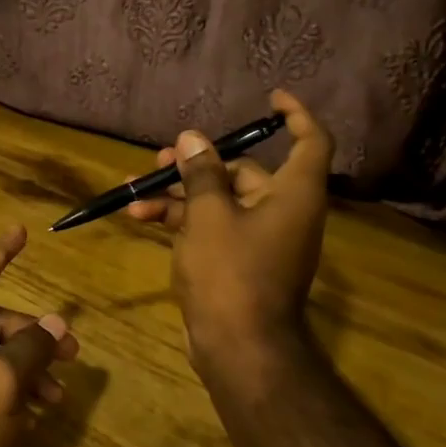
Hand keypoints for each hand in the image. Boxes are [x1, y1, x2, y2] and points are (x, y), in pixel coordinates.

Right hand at [127, 89, 333, 366]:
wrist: (238, 348)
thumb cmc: (231, 273)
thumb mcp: (209, 215)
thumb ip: (201, 173)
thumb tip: (193, 138)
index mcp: (293, 195)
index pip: (311, 142)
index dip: (296, 115)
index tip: (270, 99)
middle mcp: (283, 212)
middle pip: (245, 172)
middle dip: (198, 164)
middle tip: (161, 160)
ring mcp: (261, 239)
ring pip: (220, 201)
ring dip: (179, 195)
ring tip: (134, 191)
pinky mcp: (240, 262)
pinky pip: (213, 227)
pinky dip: (182, 221)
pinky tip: (141, 218)